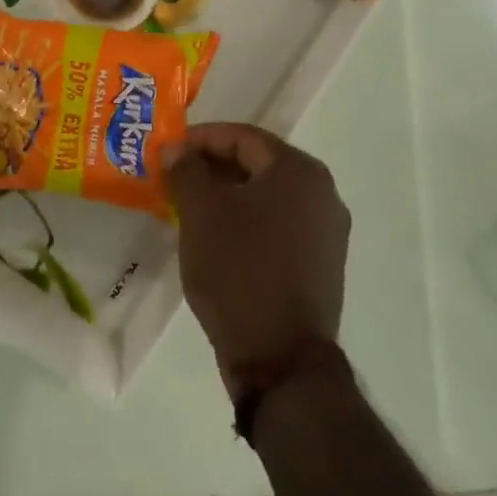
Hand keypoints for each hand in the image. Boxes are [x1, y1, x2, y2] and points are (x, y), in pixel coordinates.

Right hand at [164, 123, 349, 393]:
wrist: (281, 359)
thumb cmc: (239, 271)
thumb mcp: (201, 214)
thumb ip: (187, 172)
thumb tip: (177, 149)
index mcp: (298, 171)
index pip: (244, 137)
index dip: (202, 138)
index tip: (169, 151)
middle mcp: (322, 193)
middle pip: (259, 164)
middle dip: (213, 167)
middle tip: (175, 178)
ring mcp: (327, 231)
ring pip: (268, 197)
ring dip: (229, 195)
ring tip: (190, 207)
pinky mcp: (322, 264)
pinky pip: (279, 225)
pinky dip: (248, 222)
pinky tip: (219, 238)